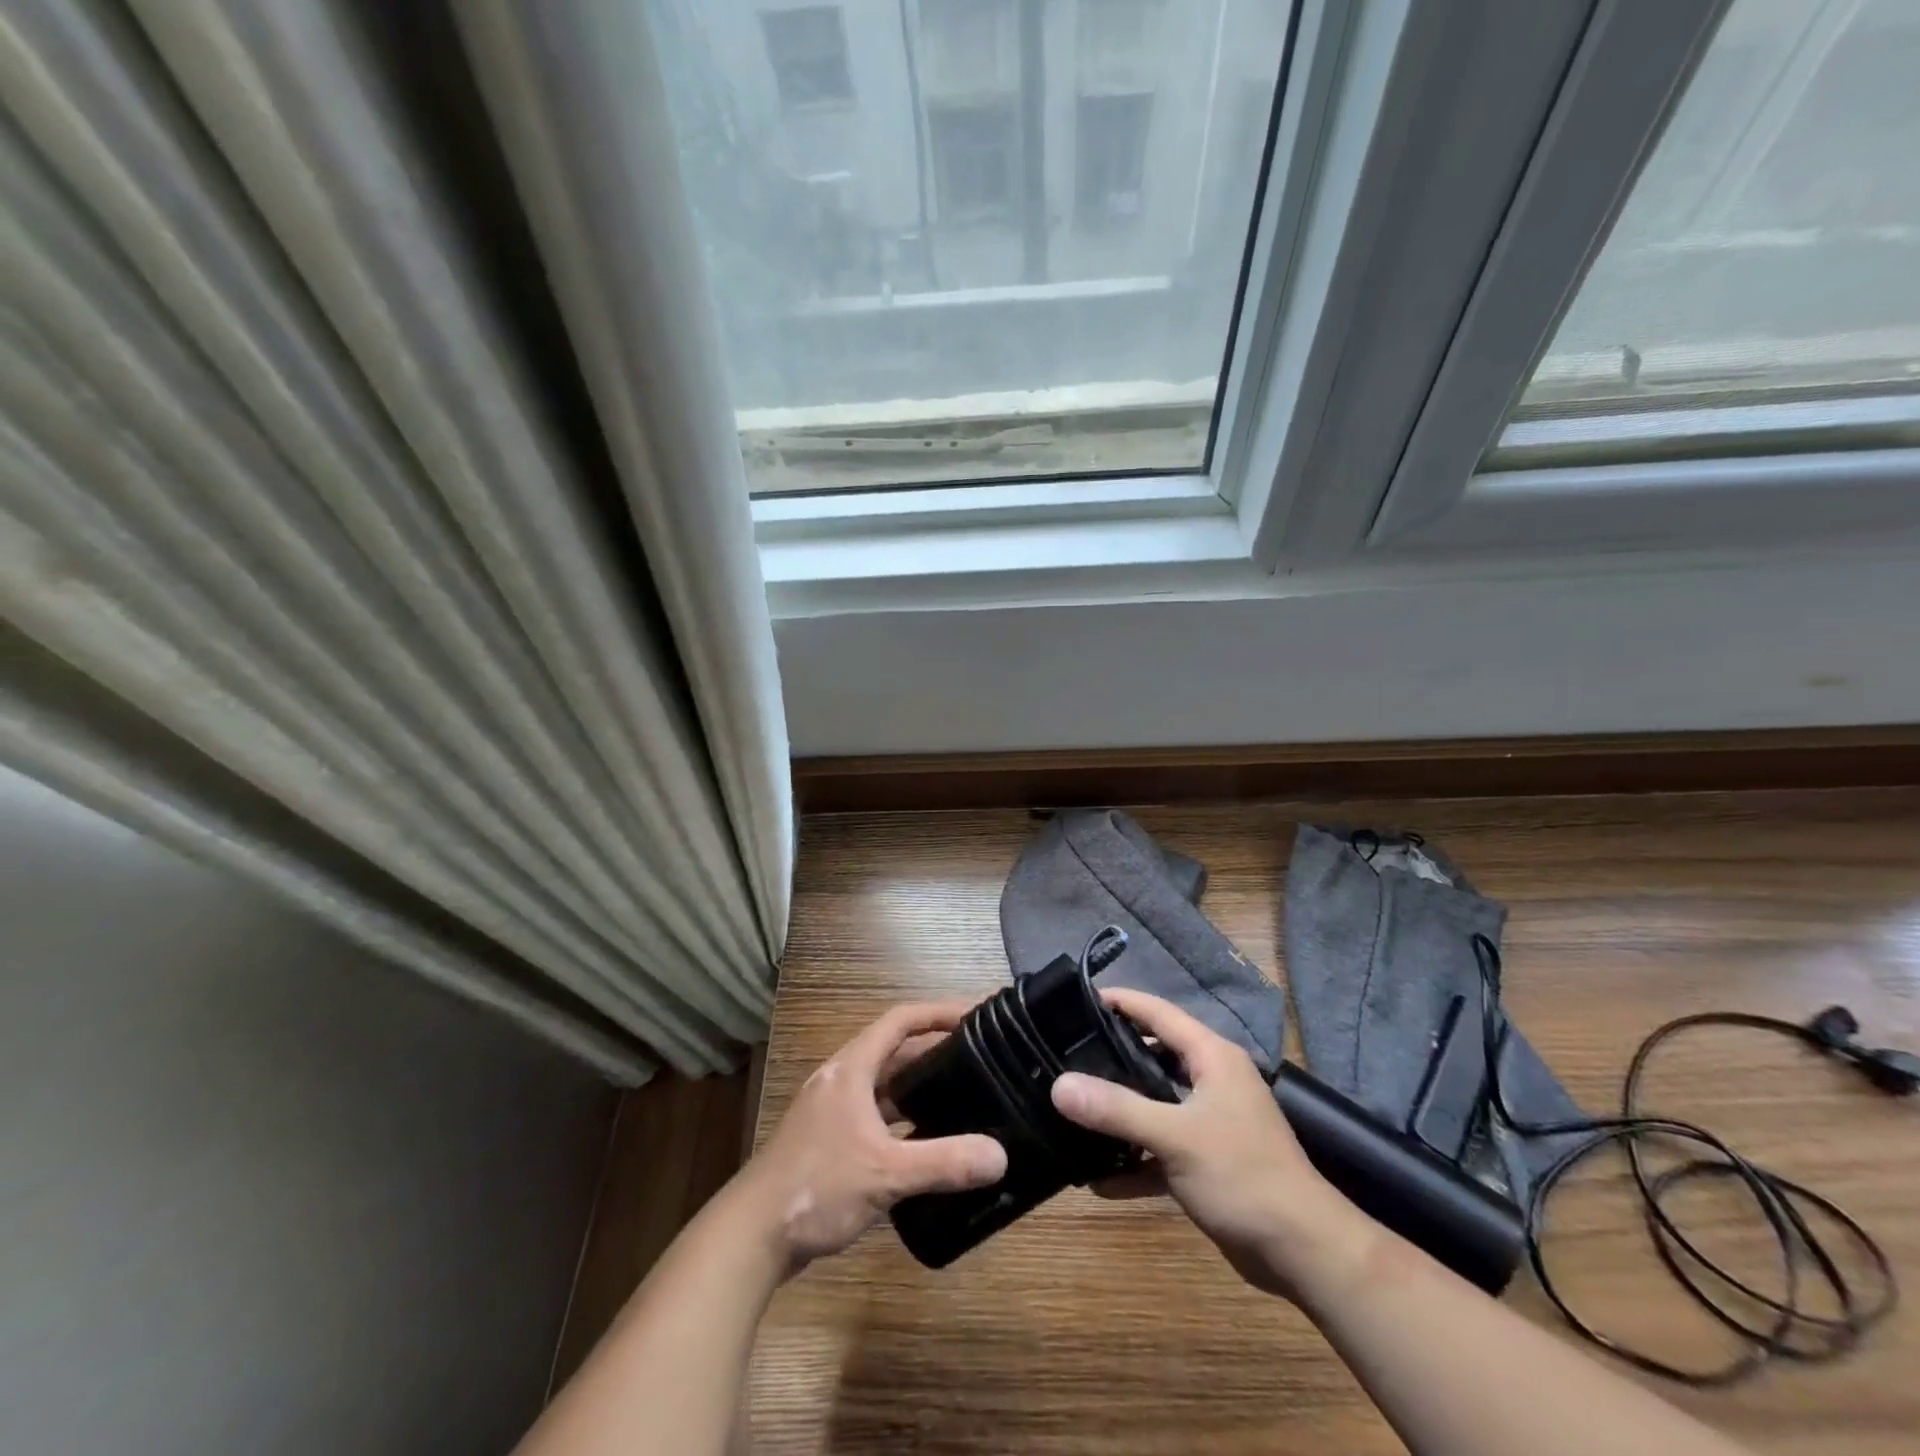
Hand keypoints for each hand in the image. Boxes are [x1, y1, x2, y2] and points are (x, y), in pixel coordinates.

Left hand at [733, 1001, 1008, 1276]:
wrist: (751, 1237)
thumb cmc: (817, 1187)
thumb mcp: (886, 1174)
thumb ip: (944, 1163)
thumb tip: (1000, 1156)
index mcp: (851, 1069)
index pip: (900, 1021)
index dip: (937, 1013)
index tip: (974, 1017)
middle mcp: (841, 1080)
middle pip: (894, 1052)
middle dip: (934, 1053)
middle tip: (978, 1061)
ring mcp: (832, 1112)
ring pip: (884, 1087)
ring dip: (918, 1089)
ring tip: (961, 1098)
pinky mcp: (828, 1142)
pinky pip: (875, 1116)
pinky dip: (902, 1120)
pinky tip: (926, 1143)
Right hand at [1050, 988, 1363, 1299]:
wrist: (1304, 1253)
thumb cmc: (1243, 1176)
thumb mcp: (1175, 1137)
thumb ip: (1116, 1109)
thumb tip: (1059, 1086)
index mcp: (1212, 1058)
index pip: (1159, 1013)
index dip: (1121, 1001)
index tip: (1078, 998)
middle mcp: (1212, 1081)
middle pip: (1154, 1056)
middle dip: (1112, 1056)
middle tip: (1066, 1053)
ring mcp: (1210, 1122)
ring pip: (1155, 1104)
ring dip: (1120, 1112)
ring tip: (1072, 1109)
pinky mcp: (1207, 1162)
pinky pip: (1161, 1150)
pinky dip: (1134, 1161)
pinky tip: (1097, 1179)